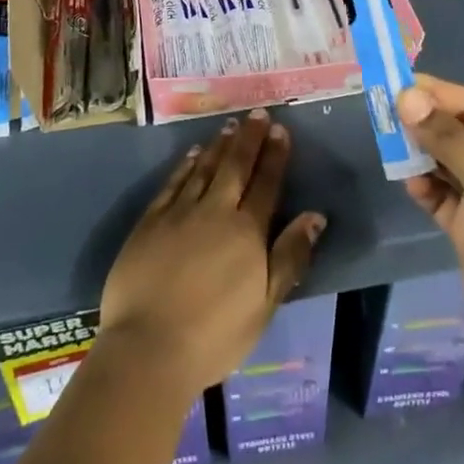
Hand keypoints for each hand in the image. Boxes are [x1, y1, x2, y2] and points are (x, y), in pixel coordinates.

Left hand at [100, 109, 326, 394]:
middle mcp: (215, 212)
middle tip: (257, 114)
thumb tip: (315, 216)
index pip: (266, 184)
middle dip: (249, 139)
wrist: (148, 348)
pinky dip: (186, 164)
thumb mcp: (265, 304)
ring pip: (204, 168)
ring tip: (230, 125)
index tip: (280, 129)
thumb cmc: (215, 335)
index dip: (274, 156)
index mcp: (247, 232)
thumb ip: (290, 256)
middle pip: (235, 167)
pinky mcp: (150, 221)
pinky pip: (173, 182)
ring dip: (220, 146)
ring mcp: (179, 213)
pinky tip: (194, 153)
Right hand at [399, 74, 463, 363]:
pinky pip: (438, 194)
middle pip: (457, 131)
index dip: (438, 93)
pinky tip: (408, 183)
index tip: (397, 83)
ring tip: (389, 144)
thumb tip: (407, 95)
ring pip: (444, 161)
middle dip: (424, 121)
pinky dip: (422, 186)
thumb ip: (447, 137)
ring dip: (419, 152)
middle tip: (384, 111)